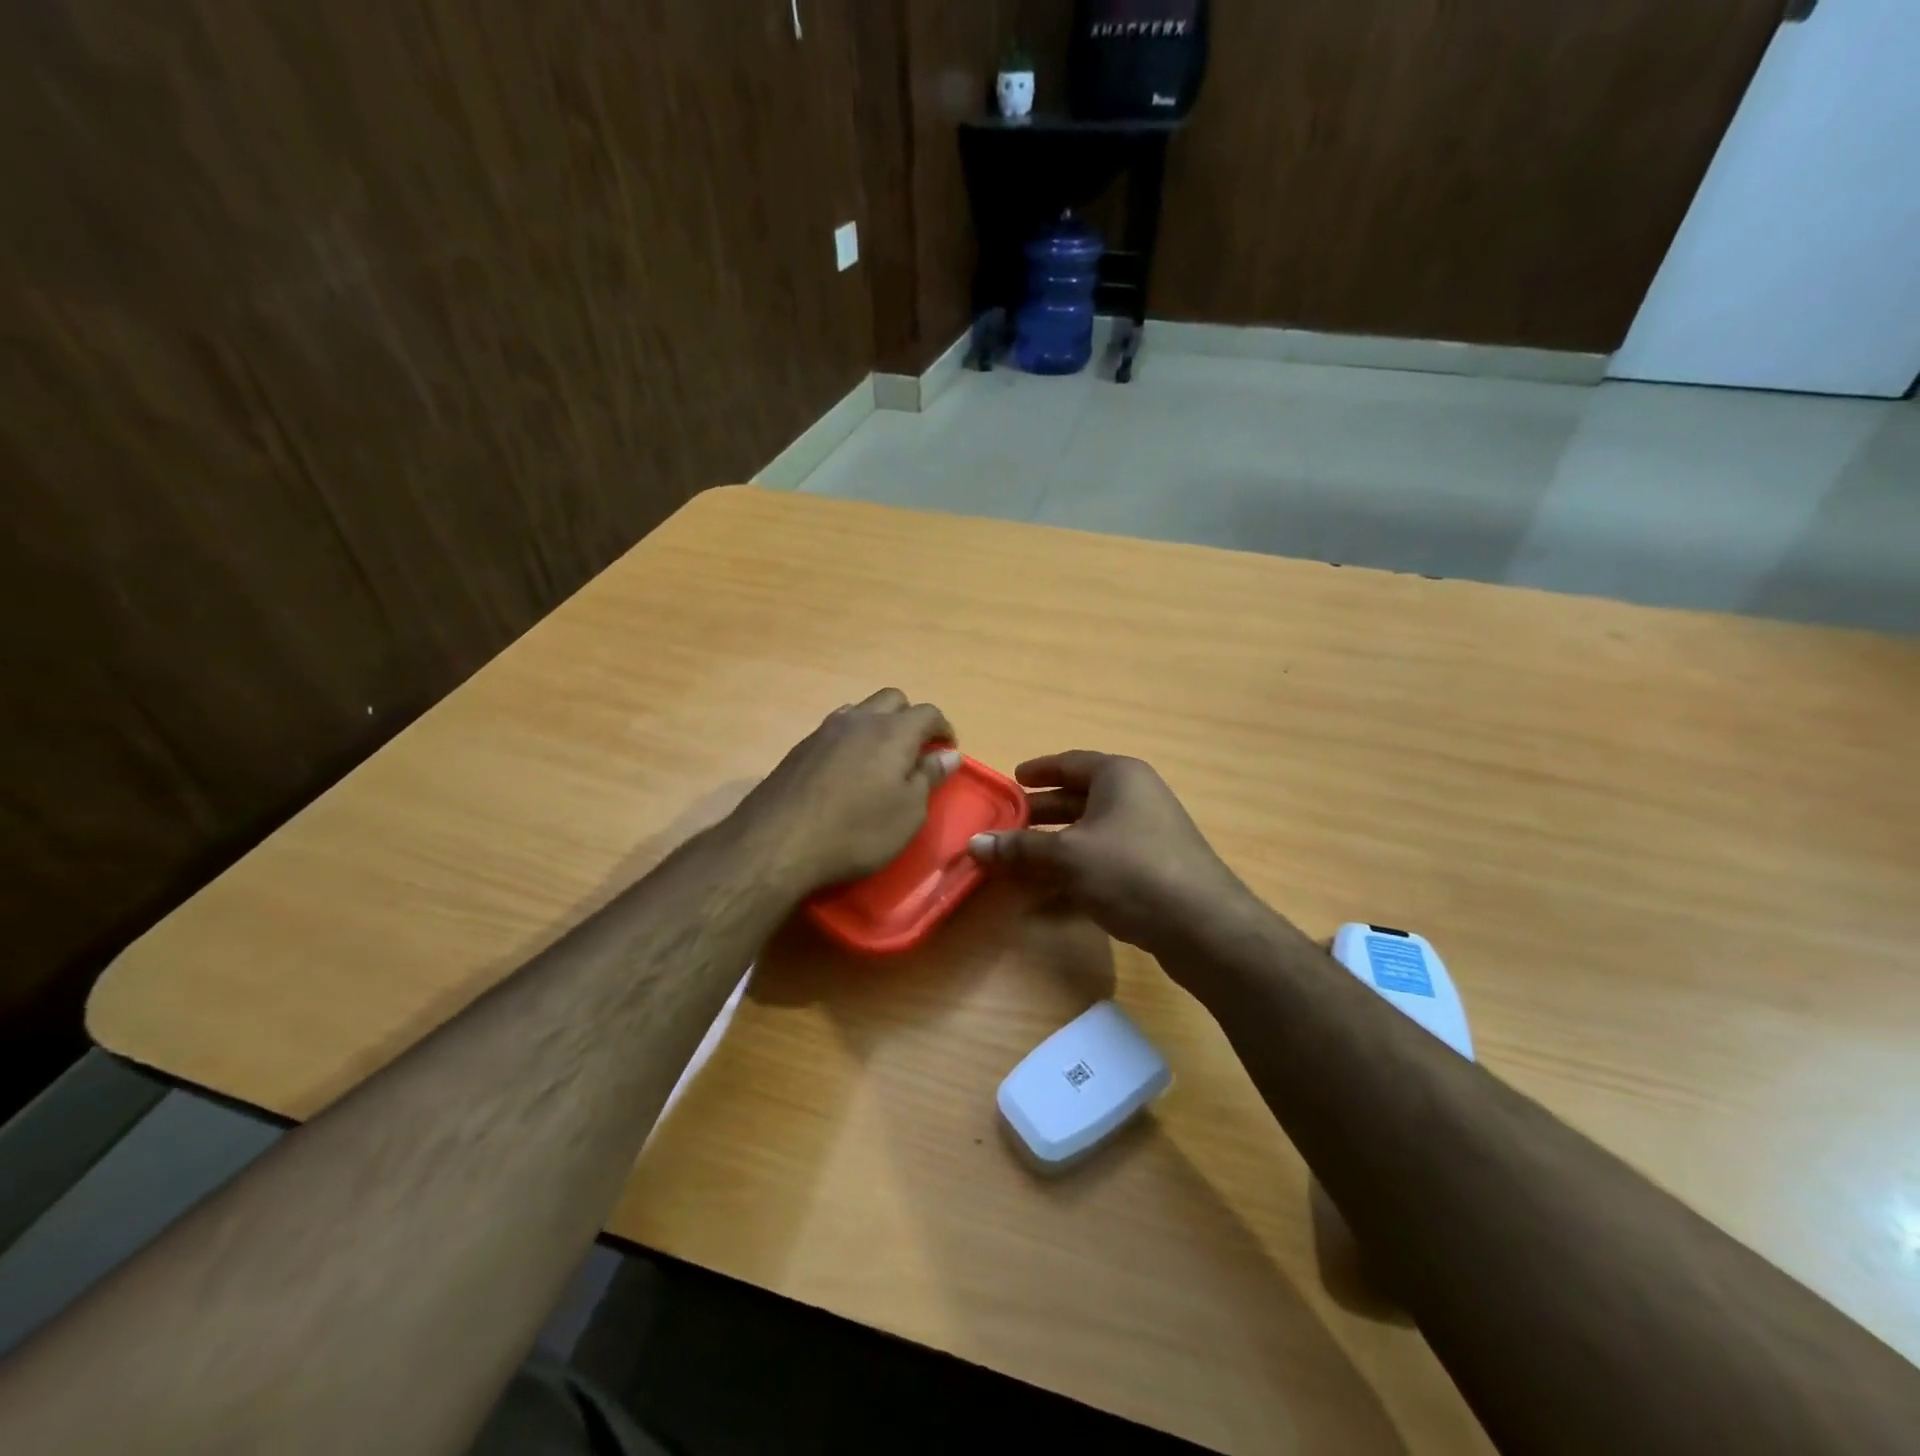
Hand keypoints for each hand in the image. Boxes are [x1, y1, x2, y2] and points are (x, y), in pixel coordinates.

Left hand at [733, 689, 959, 896]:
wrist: (778, 842)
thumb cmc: (857, 831)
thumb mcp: (908, 812)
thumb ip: (929, 777)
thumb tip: (948, 754)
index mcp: (893, 732)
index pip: (928, 713)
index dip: (943, 728)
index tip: (948, 750)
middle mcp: (860, 720)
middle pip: (893, 699)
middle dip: (910, 717)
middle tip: (916, 750)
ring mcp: (825, 731)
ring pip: (861, 710)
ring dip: (878, 725)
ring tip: (882, 758)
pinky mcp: (800, 748)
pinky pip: (836, 729)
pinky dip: (852, 739)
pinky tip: (848, 770)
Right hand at [967, 751, 1254, 956]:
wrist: (1203, 927)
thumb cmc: (1131, 870)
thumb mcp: (1068, 856)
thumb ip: (1020, 849)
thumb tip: (974, 844)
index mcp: (1119, 777)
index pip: (1070, 763)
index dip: (1039, 770)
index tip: (1012, 779)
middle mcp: (1134, 799)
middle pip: (1077, 801)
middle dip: (1039, 816)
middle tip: (1004, 827)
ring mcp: (1145, 838)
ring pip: (1087, 837)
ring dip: (1051, 852)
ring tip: (1013, 865)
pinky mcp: (1150, 874)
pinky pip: (1100, 867)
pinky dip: (1071, 879)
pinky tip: (1041, 904)